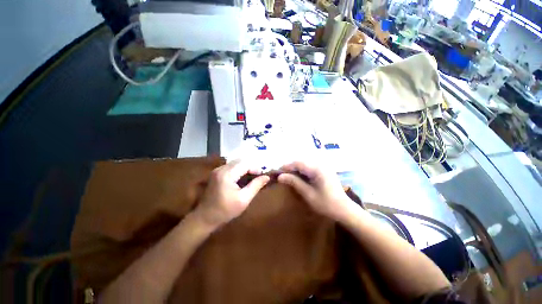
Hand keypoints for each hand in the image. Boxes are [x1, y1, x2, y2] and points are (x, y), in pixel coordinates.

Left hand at [194, 160, 269, 228]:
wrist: (204, 218)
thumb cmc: (225, 211)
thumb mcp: (244, 199)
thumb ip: (256, 186)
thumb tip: (267, 177)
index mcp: (227, 174)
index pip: (245, 164)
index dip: (255, 168)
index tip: (262, 176)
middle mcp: (221, 169)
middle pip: (240, 161)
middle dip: (251, 167)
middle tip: (258, 176)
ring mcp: (217, 170)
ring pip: (236, 163)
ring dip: (245, 168)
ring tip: (252, 177)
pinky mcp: (216, 173)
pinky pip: (231, 166)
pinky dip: (239, 170)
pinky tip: (242, 178)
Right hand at [278, 161, 354, 221]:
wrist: (344, 209)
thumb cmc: (326, 203)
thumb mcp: (308, 193)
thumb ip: (294, 182)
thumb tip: (280, 176)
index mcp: (317, 169)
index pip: (298, 163)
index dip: (287, 166)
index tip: (278, 172)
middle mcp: (320, 165)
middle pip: (301, 162)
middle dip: (291, 167)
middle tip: (282, 175)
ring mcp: (324, 167)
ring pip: (305, 164)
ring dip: (296, 169)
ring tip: (288, 176)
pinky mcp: (325, 171)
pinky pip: (310, 168)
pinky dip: (303, 171)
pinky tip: (299, 177)